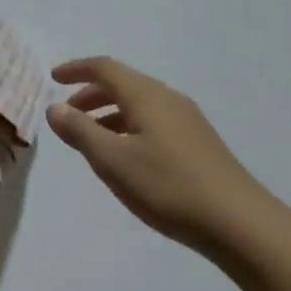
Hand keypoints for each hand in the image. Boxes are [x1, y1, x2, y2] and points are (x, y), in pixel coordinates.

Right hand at [47, 57, 269, 247]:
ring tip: (90, 138)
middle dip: (90, 94)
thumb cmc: (168, 186)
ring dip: (109, 113)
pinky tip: (126, 155)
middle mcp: (168, 98)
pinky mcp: (197, 143)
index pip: (105, 68)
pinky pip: (153, 121)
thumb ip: (80, 131)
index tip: (53, 78)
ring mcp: (187, 120)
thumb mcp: (113, 161)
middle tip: (67, 114)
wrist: (238, 222)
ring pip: (139, 104)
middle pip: (123, 84)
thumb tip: (55, 108)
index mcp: (146, 95)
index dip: (76, 69)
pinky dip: (128, 127)